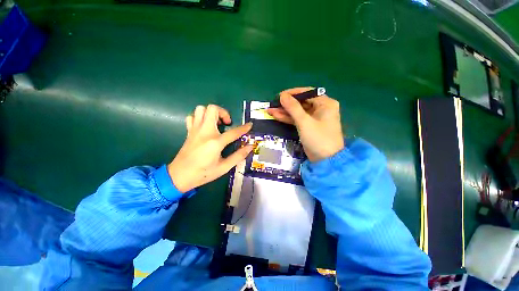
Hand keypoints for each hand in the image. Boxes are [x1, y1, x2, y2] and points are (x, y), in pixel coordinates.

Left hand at [168, 105, 253, 192]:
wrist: (178, 176)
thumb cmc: (203, 173)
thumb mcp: (224, 167)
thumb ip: (238, 156)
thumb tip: (250, 147)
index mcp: (215, 142)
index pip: (234, 132)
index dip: (244, 128)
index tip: (249, 125)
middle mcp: (205, 132)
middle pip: (213, 109)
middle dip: (223, 112)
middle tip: (227, 123)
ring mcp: (195, 130)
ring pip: (201, 109)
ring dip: (211, 113)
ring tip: (216, 123)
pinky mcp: (189, 132)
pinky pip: (193, 117)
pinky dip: (200, 118)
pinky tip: (205, 126)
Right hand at [267, 87, 343, 161]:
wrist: (326, 161)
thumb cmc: (318, 139)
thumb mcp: (304, 122)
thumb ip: (293, 108)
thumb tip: (282, 95)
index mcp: (325, 103)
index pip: (307, 93)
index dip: (292, 93)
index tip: (279, 95)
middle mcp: (321, 108)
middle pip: (301, 103)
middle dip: (286, 104)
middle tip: (273, 104)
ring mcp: (315, 118)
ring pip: (298, 112)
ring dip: (285, 112)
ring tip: (270, 110)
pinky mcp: (309, 126)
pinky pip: (298, 119)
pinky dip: (288, 118)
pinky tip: (276, 116)